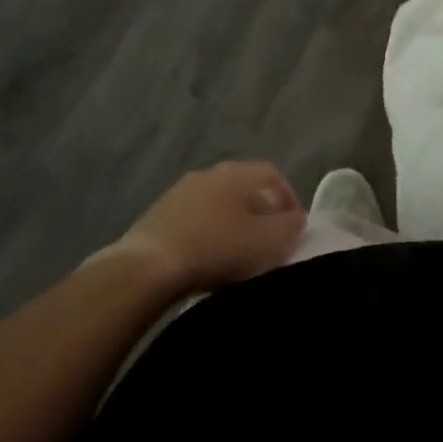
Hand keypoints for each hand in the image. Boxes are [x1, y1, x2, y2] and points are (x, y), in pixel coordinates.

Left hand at [99, 161, 305, 295]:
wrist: (145, 269)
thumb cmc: (215, 248)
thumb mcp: (265, 242)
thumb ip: (288, 228)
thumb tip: (297, 219)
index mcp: (237, 172)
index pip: (272, 174)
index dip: (288, 198)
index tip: (295, 227)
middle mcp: (209, 172)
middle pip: (244, 187)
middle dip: (260, 212)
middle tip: (269, 241)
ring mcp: (180, 192)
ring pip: (218, 203)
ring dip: (232, 223)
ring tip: (238, 254)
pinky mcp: (158, 215)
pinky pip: (195, 219)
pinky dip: (208, 233)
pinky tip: (207, 259)